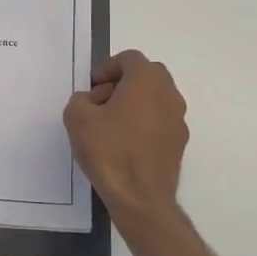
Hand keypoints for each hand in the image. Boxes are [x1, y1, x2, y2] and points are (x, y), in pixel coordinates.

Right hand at [63, 50, 187, 221]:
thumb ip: (80, 100)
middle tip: (99, 104)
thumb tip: (90, 102)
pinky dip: (142, 125)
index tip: (91, 88)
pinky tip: (123, 146)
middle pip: (145, 76)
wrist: (140, 197)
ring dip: (132, 105)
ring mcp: (179, 119)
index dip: (106, 68)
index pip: (129, 58)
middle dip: (120, 84)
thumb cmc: (109, 150)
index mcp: (148, 80)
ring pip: (153, 100)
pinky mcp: (179, 143)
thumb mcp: (77, 118)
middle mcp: (170, 94)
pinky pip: (158, 122)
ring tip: (108, 127)